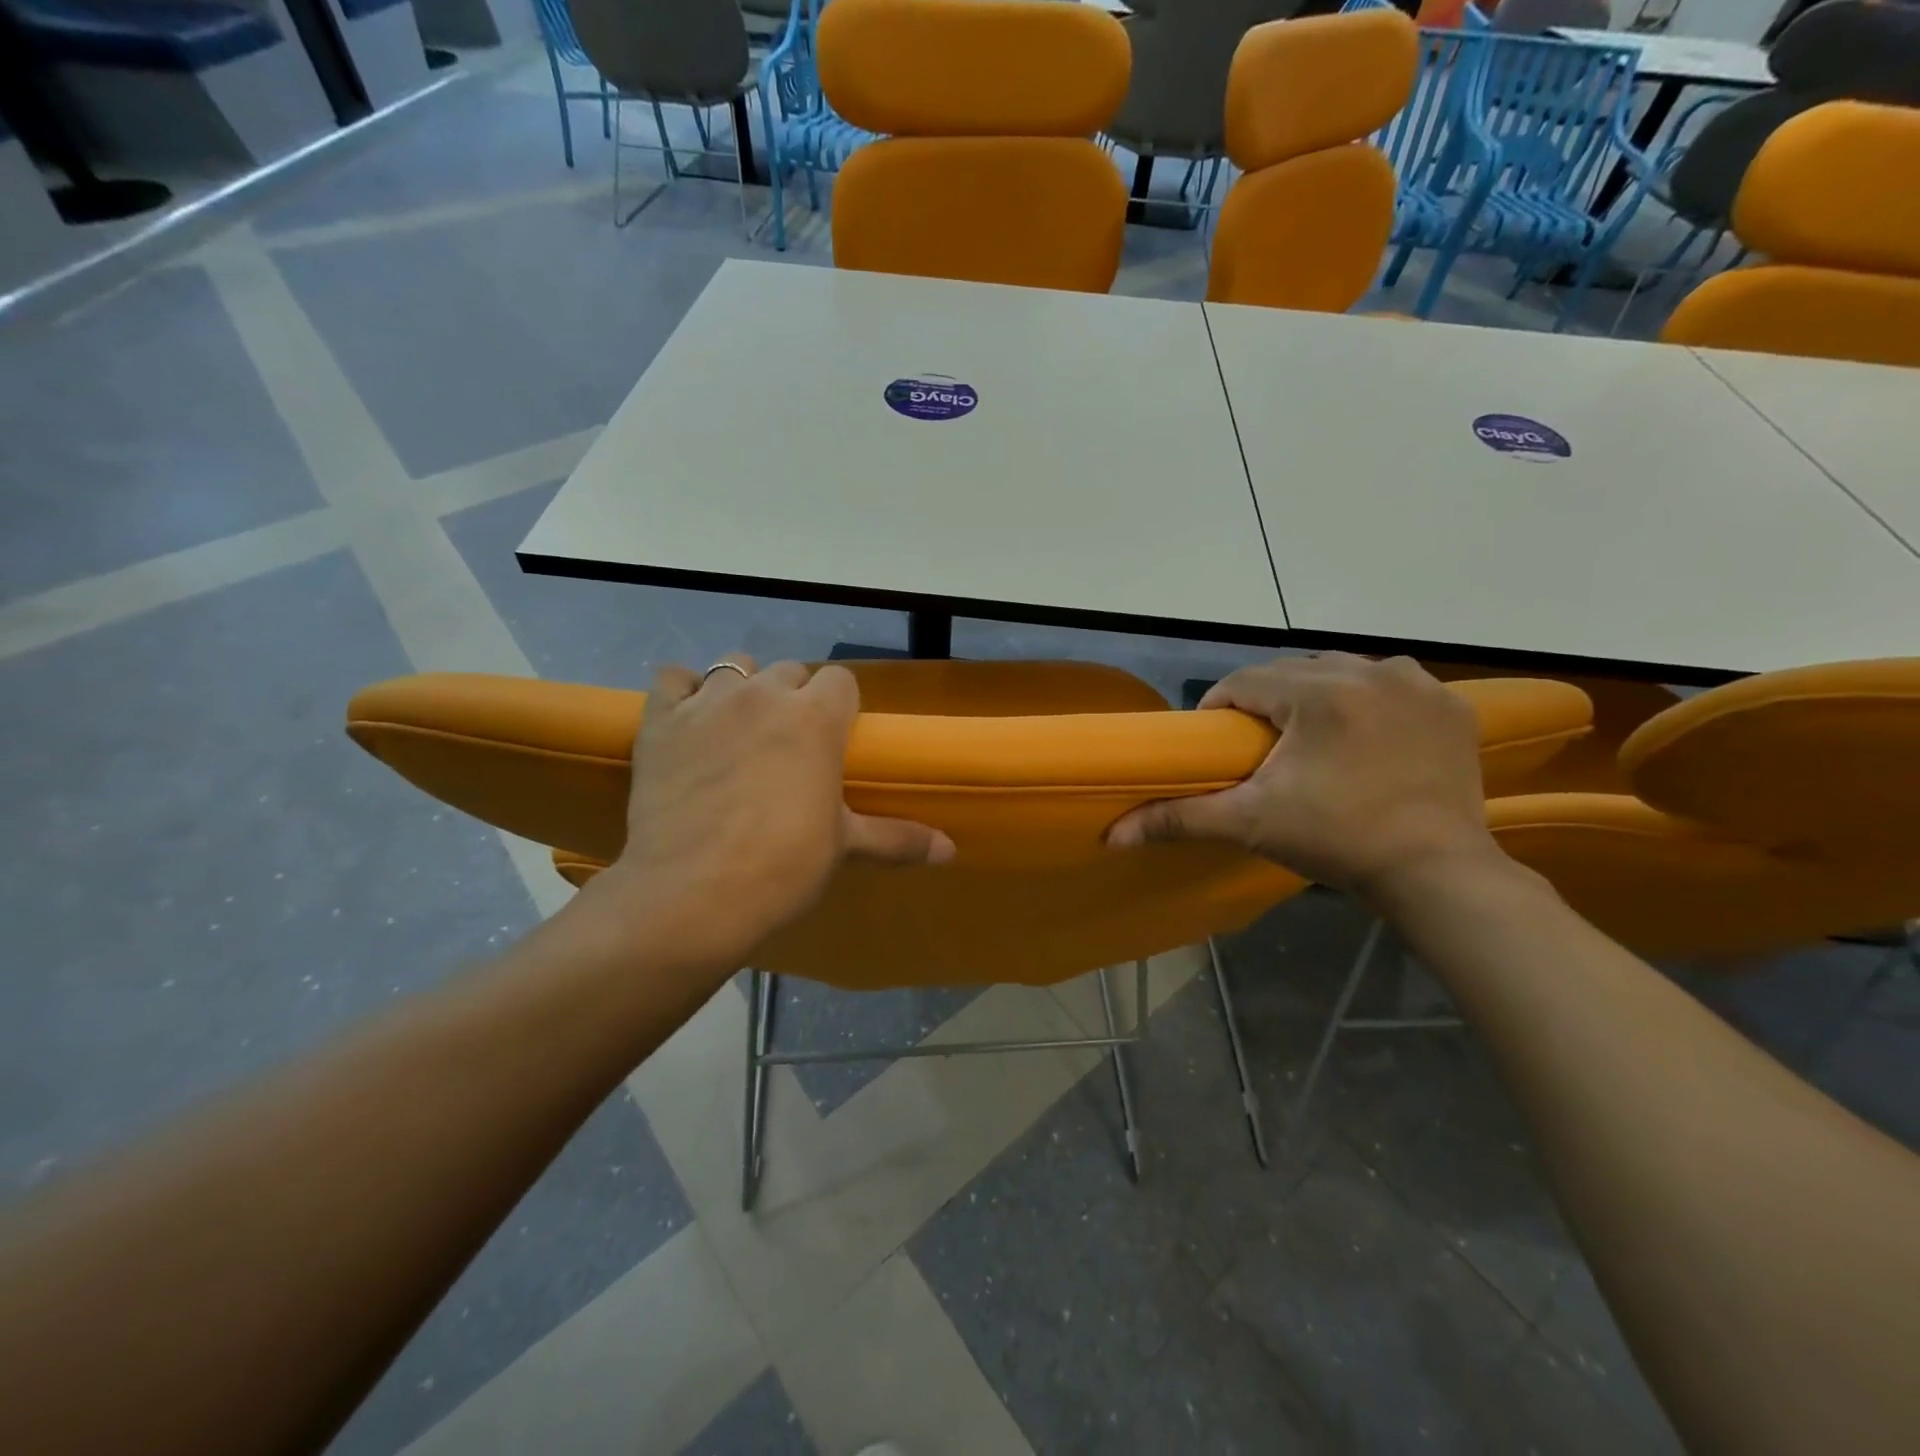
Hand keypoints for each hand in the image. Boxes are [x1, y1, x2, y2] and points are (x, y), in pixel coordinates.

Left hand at [574, 657, 952, 971]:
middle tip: (787, 745)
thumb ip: (898, 839)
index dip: (839, 706)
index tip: (833, 739)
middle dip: (793, 698)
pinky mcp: (661, 720)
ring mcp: (708, 703)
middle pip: (789, 671)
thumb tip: (952, 851)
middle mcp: (764, 694)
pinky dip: (682, 692)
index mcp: (816, 717)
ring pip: (733, 667)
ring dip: (742, 689)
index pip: (840, 680)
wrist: (692, 895)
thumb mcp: (844, 847)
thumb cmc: (782, 867)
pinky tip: (688, 720)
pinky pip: (672, 679)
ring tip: (739, 729)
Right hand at [1107, 654, 1499, 895]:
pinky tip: (1364, 732)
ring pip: (1343, 671)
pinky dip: (1370, 698)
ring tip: (1310, 737)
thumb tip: (1111, 835)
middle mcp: (1369, 673)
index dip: (1222, 706)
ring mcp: (1417, 685)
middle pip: (1293, 671)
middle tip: (1261, 746)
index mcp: (1317, 694)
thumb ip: (1179, 818)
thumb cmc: (1336, 841)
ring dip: (1317, 693)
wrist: (1435, 872)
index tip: (1220, 740)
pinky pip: (1392, 683)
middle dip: (1268, 700)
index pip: (1246, 680)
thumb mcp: (1251, 824)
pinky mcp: (1449, 704)